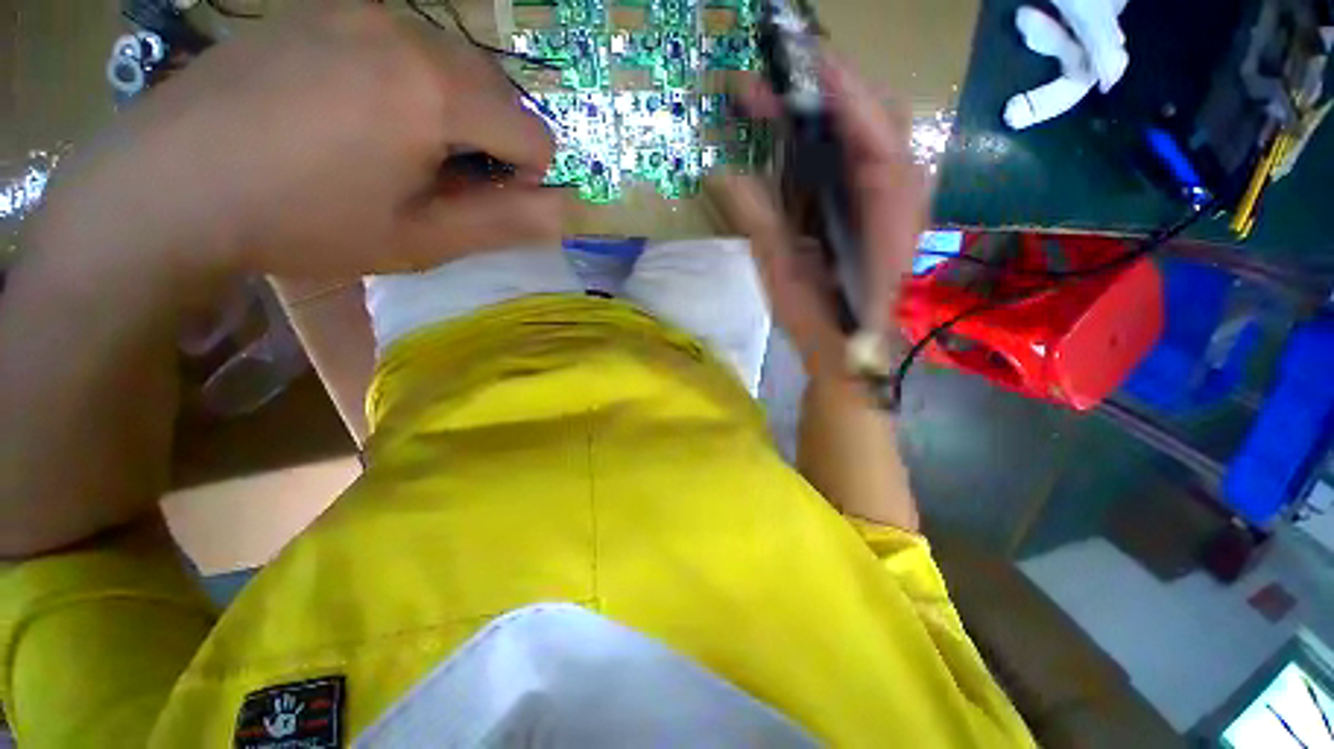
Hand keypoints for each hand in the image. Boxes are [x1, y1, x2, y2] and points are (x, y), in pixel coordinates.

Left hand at [31, 0, 561, 283]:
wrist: (167, 185)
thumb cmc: (303, 221)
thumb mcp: (420, 240)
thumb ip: (505, 223)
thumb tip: (569, 210)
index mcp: (436, 91)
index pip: (534, 132)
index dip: (525, 177)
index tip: (482, 202)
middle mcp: (407, 31)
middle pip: (498, 93)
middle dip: (490, 142)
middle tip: (437, 181)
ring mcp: (358, 10)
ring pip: (452, 66)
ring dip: (450, 113)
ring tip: (394, 151)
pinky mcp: (321, 10)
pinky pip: (400, 46)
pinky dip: (406, 84)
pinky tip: (353, 116)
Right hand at [709, 58, 928, 379]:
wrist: (847, 352)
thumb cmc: (821, 321)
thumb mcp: (784, 272)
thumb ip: (758, 220)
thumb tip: (721, 173)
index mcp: (889, 210)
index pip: (874, 129)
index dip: (839, 88)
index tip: (799, 58)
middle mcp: (902, 193)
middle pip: (875, 118)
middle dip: (825, 91)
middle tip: (772, 82)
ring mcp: (892, 198)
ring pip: (866, 134)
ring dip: (824, 113)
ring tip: (775, 105)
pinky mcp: (876, 208)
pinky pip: (857, 160)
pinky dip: (827, 142)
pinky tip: (795, 142)